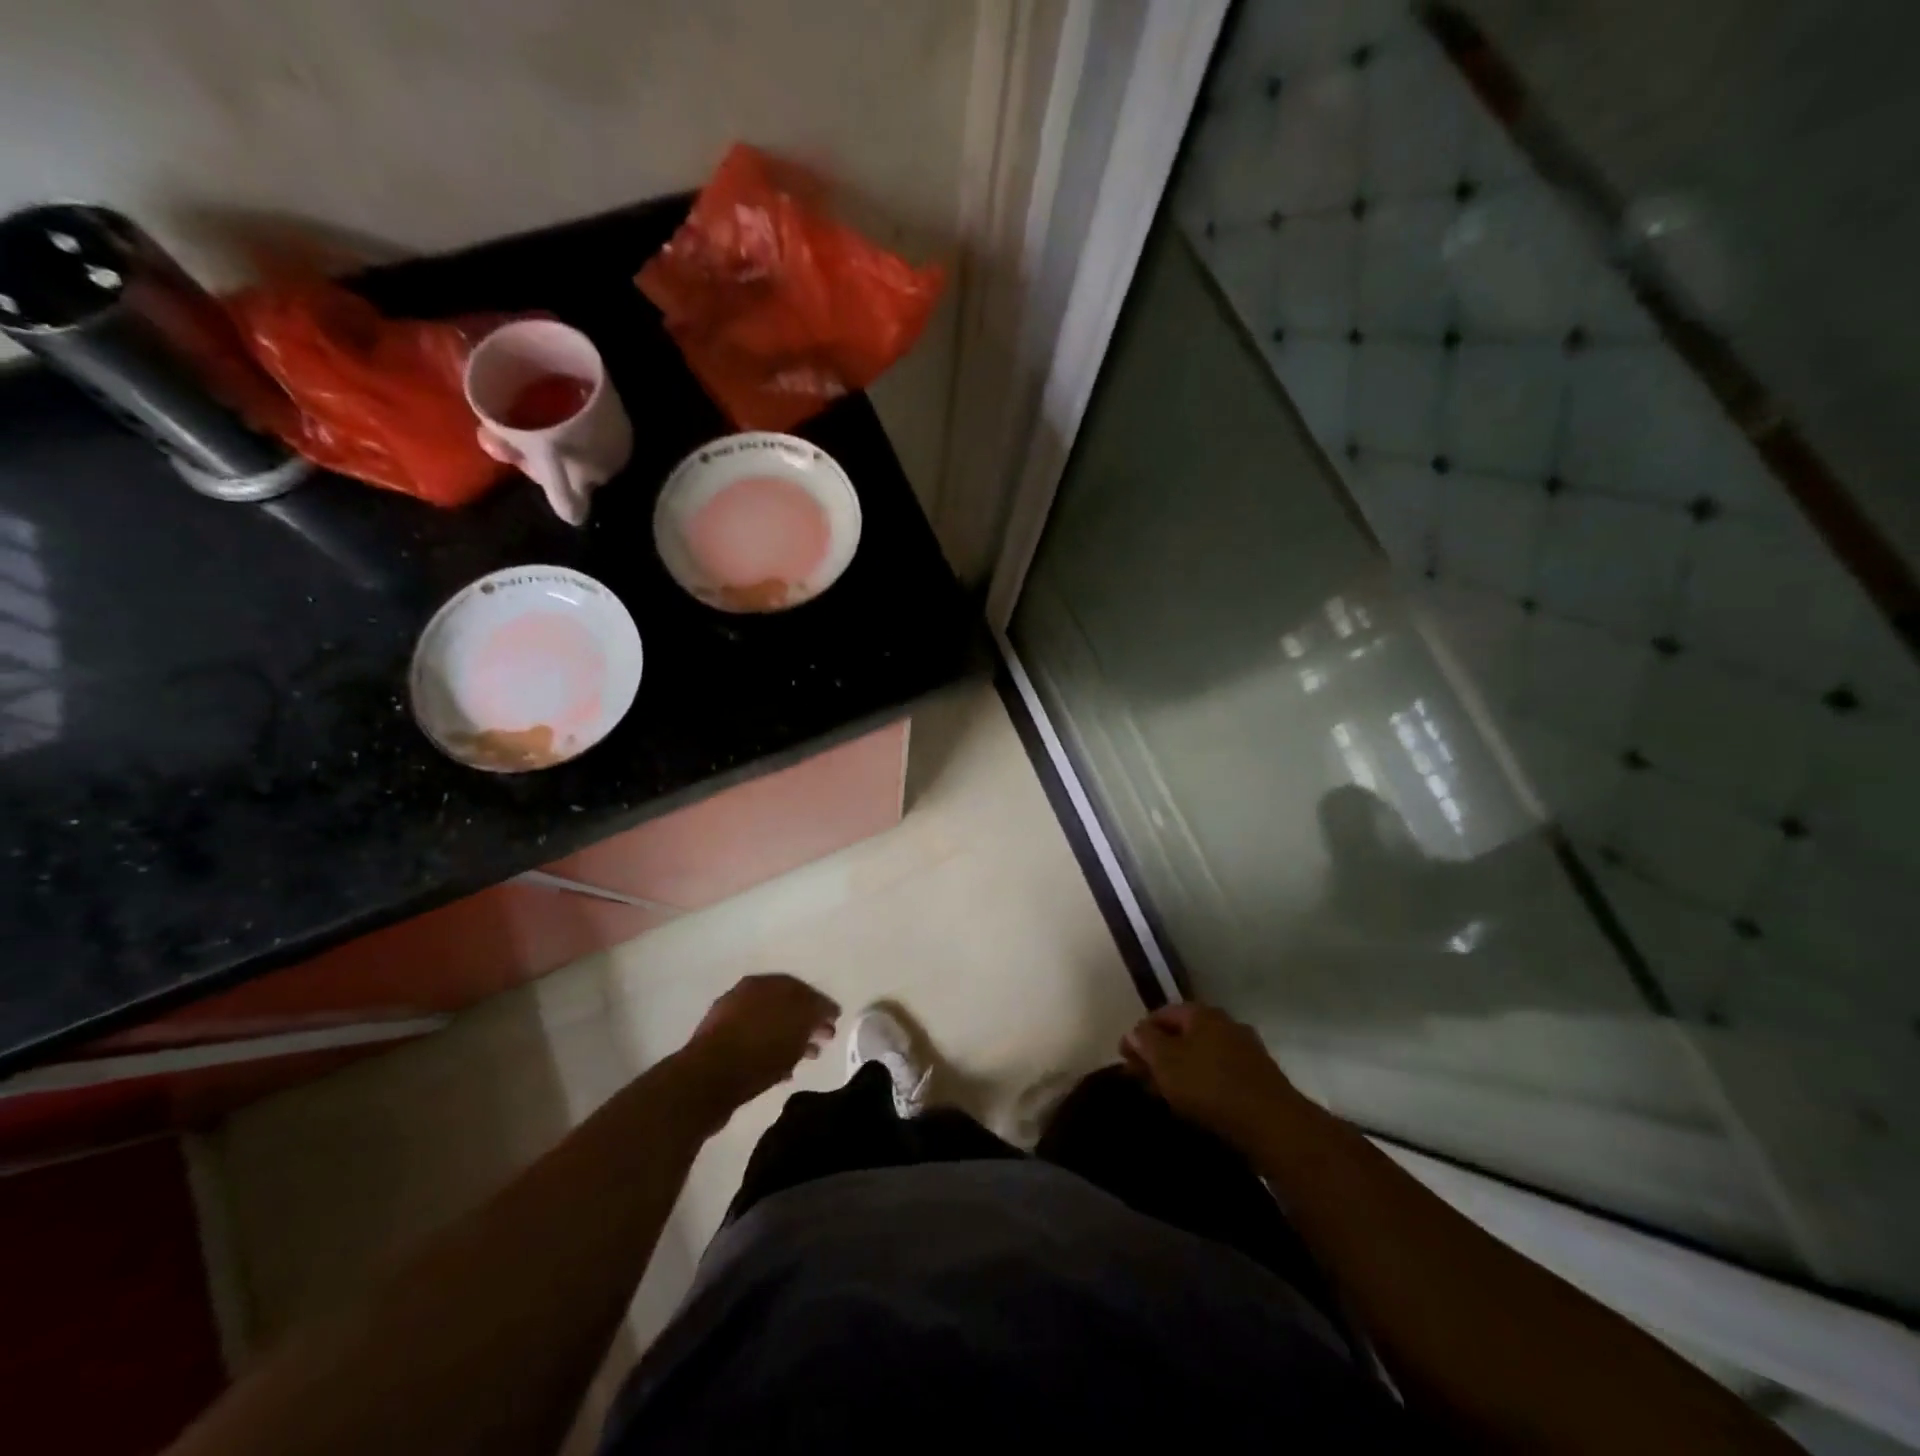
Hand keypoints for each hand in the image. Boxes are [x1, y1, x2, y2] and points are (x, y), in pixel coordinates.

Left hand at [680, 974, 839, 1119]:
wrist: (706, 1081)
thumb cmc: (759, 1048)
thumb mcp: (798, 1025)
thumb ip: (815, 1012)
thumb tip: (822, 1010)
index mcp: (763, 983)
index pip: (801, 987)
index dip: (821, 1004)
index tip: (836, 1019)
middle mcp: (744, 995)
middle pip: (785, 1006)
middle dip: (808, 1022)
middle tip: (826, 1038)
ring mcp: (728, 1021)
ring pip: (770, 1027)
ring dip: (791, 1039)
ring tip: (808, 1057)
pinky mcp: (719, 1048)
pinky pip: (756, 1046)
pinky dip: (772, 1054)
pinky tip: (784, 1072)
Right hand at [1122, 1003, 1307, 1150]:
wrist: (1273, 1124)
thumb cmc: (1210, 1085)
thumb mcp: (1166, 1062)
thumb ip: (1146, 1042)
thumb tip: (1134, 1032)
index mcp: (1201, 1013)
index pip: (1161, 1014)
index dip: (1140, 1034)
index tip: (1126, 1058)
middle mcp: (1225, 1023)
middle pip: (1183, 1034)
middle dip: (1160, 1053)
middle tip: (1142, 1078)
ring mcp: (1246, 1050)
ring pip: (1202, 1055)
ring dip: (1181, 1070)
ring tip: (1165, 1094)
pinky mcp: (1258, 1077)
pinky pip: (1220, 1073)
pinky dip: (1202, 1083)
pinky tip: (1195, 1103)